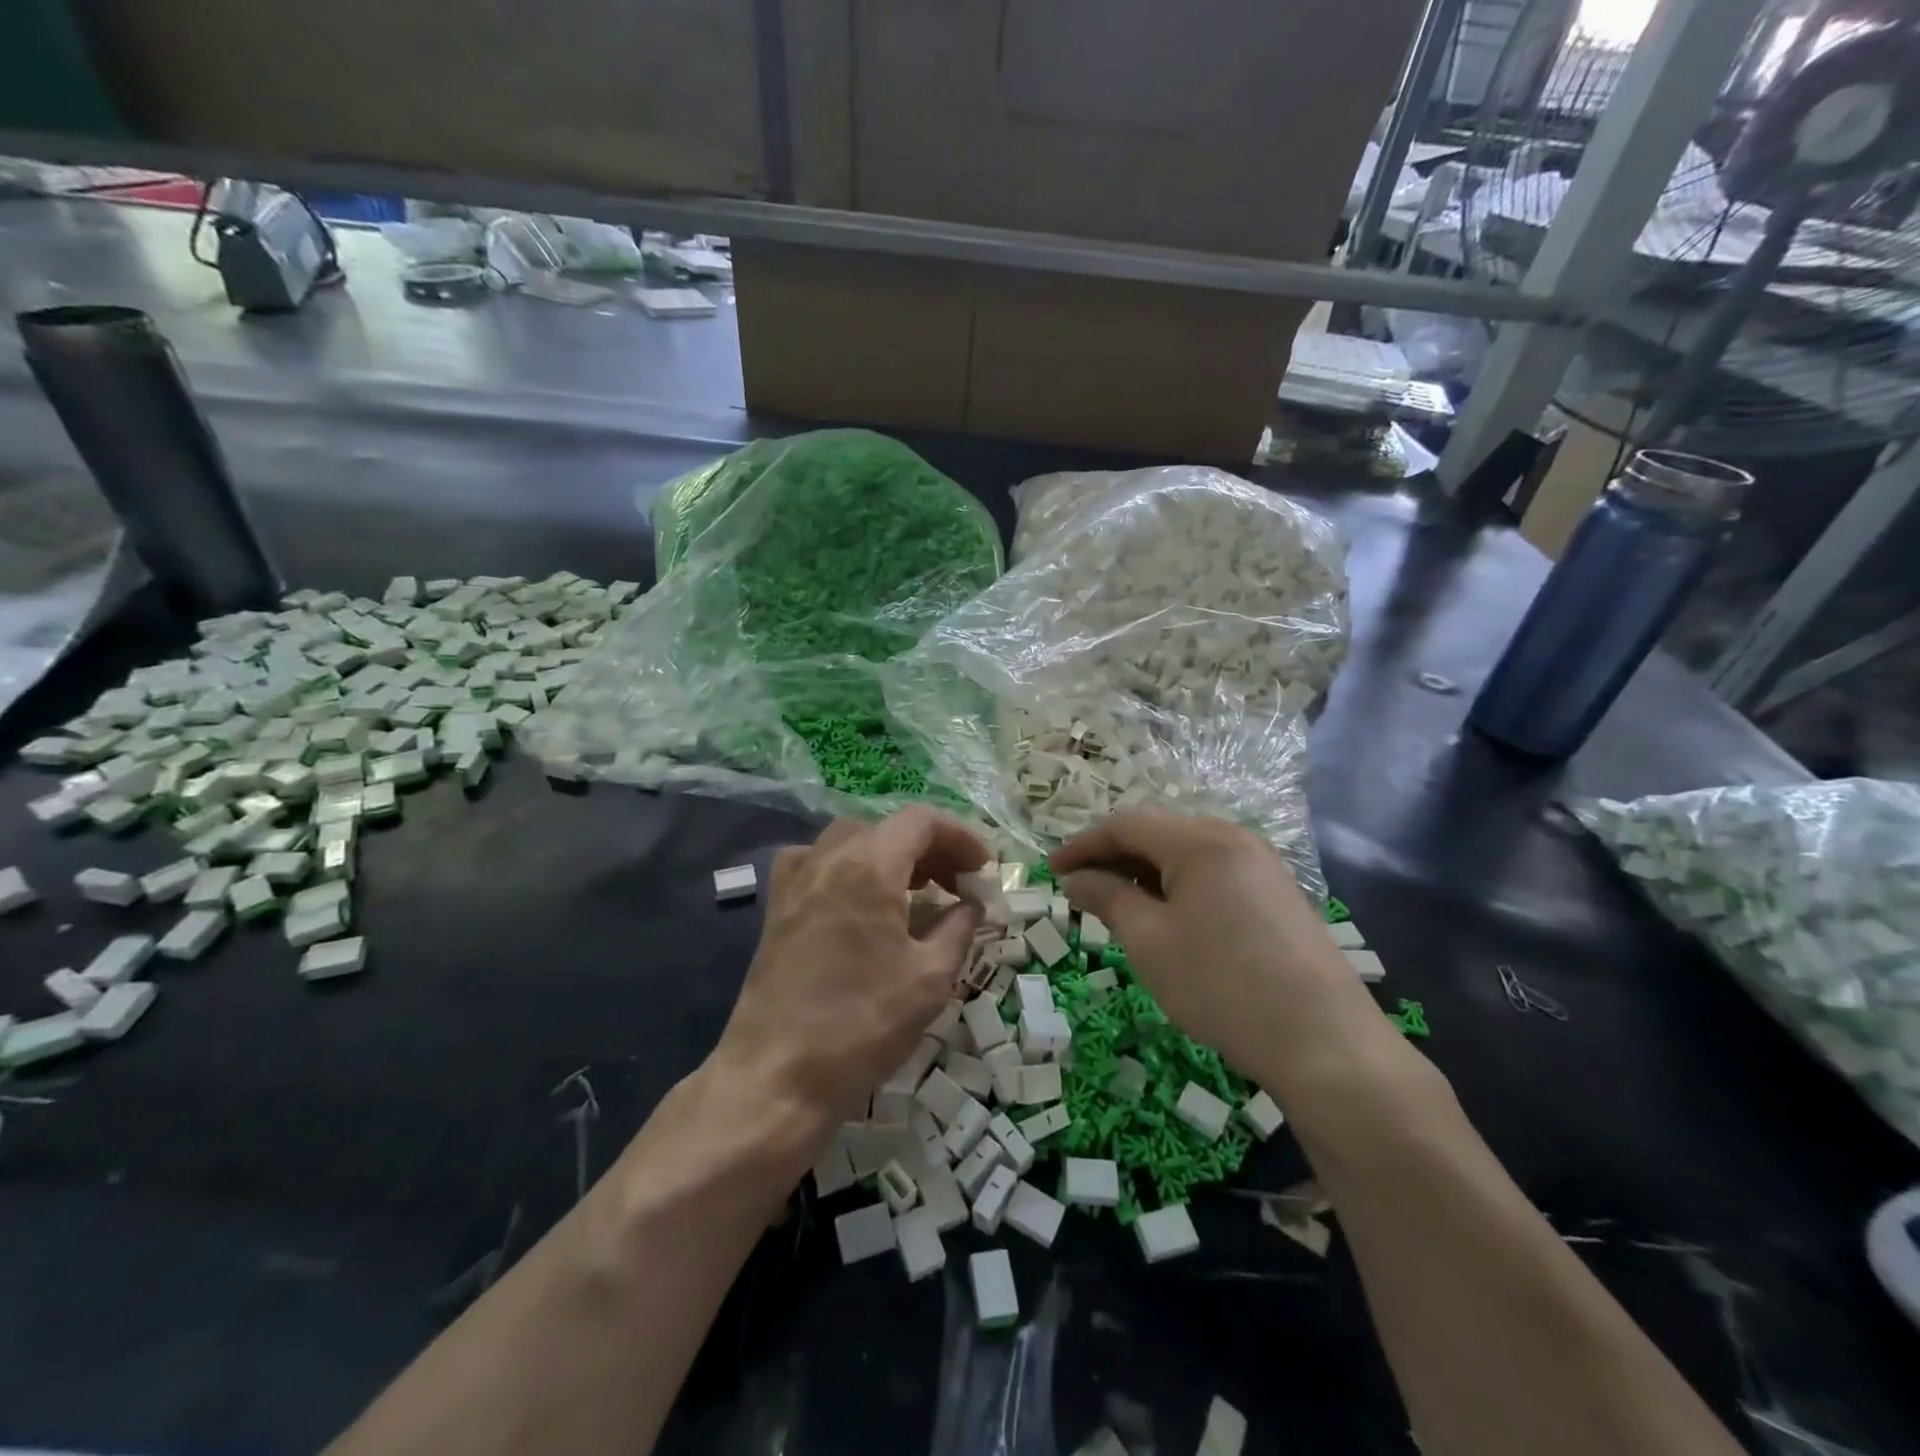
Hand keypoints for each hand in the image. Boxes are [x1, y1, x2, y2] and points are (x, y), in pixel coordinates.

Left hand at [709, 808, 987, 1136]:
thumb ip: (958, 929)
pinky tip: (859, 902)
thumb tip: (971, 906)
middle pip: (887, 829)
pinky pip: (816, 864)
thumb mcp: (930, 979)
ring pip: (851, 841)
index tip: (983, 870)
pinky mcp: (777, 909)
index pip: (921, 821)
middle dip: (930, 849)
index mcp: (868, 866)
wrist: (776, 1078)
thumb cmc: (862, 1026)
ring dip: (891, 856)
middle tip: (958, 886)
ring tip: (916, 892)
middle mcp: (827, 859)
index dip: (961, 837)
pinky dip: (848, 868)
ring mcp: (795, 882)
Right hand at [1050, 812, 1390, 1084]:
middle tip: (1080, 891)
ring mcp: (1262, 867)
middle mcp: (1234, 839)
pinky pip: (1214, 877)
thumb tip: (1074, 878)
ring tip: (1117, 908)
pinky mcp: (1278, 896)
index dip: (1082, 845)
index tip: (1050, 872)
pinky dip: (1178, 889)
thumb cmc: (1221, 985)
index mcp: (1201, 840)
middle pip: (1158, 835)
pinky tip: (1167, 921)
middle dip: (1113, 859)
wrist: (1324, 1043)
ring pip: (1186, 857)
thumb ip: (1107, 898)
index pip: (1126, 826)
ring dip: (1145, 875)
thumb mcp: (1149, 941)